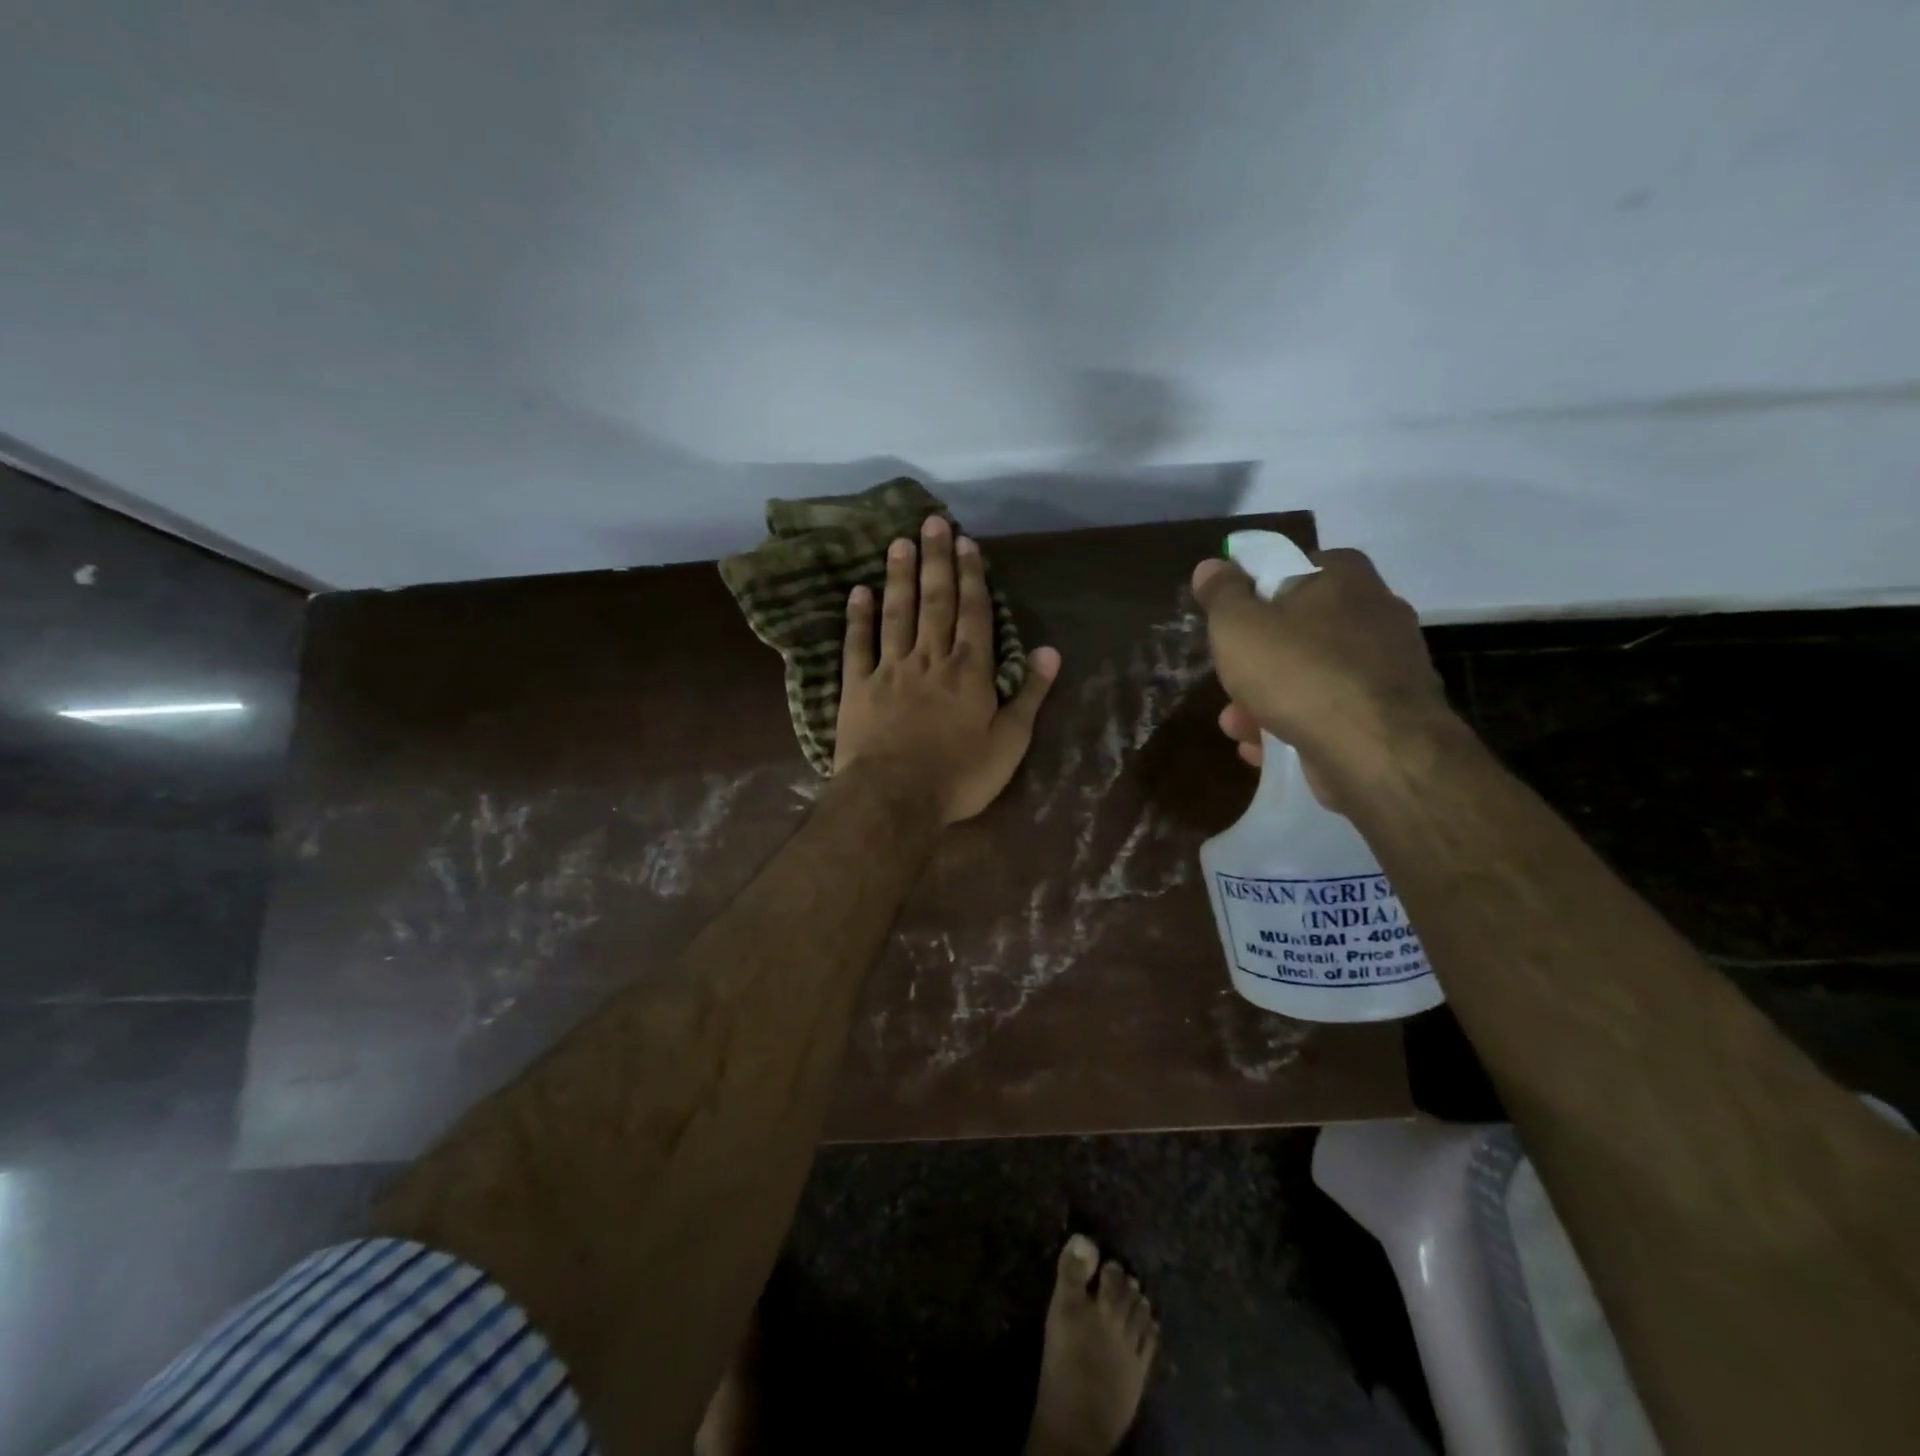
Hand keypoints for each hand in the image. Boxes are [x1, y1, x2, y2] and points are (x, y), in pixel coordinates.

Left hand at [835, 515, 1059, 824]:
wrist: (893, 800)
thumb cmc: (959, 776)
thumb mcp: (1010, 743)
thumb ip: (1030, 695)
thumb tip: (1051, 651)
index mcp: (969, 672)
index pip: (974, 613)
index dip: (971, 576)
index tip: (965, 542)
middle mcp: (930, 659)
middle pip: (935, 602)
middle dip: (935, 560)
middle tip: (931, 521)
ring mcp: (889, 670)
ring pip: (896, 613)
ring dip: (899, 577)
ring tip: (898, 543)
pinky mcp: (856, 687)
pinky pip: (857, 645)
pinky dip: (858, 617)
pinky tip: (858, 591)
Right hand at [1191, 548, 1456, 808]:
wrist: (1374, 749)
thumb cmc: (1297, 671)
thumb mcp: (1238, 626)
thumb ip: (1221, 595)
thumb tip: (1211, 566)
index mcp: (1345, 577)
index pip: (1296, 567)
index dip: (1258, 592)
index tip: (1232, 621)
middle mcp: (1376, 613)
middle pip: (1301, 629)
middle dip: (1258, 660)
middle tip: (1230, 680)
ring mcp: (1388, 667)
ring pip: (1314, 676)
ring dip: (1269, 700)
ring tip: (1237, 727)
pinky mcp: (1390, 715)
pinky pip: (1332, 713)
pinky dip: (1297, 726)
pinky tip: (1264, 748)